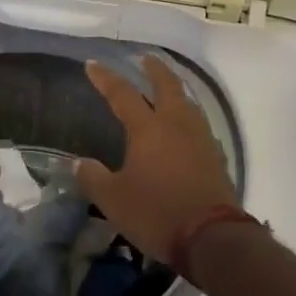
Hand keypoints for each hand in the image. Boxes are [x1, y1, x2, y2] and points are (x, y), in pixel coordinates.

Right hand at [76, 55, 238, 263]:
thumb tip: (79, 163)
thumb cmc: (156, 213)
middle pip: (167, 86)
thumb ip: (93, 177)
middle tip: (144, 58)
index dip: (106, 78)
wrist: (212, 238)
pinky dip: (188, 114)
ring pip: (188, 102)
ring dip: (175, 88)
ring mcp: (201, 139)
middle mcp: (176, 124)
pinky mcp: (215, 156)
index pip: (122, 94)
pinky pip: (199, 124)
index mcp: (148, 129)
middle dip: (154, 69)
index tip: (93, 64)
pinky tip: (185, 125)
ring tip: (167, 86)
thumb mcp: (113, 200)